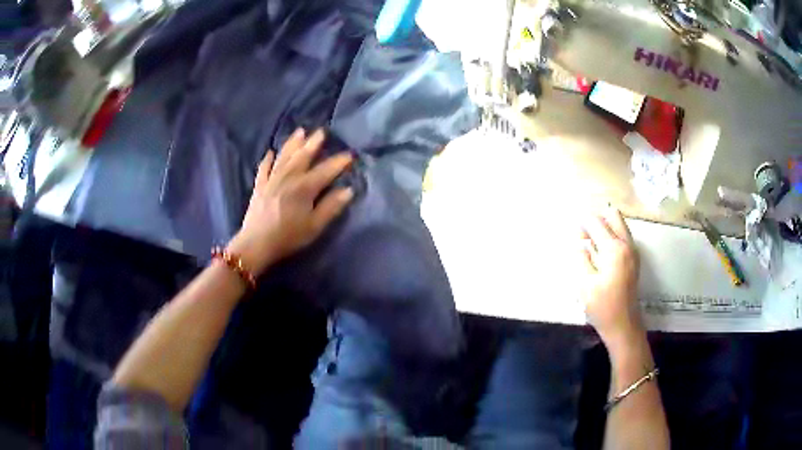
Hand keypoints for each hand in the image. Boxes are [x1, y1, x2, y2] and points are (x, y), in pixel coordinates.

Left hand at [227, 128, 353, 274]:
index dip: (339, 162)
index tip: (350, 154)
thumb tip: (348, 190)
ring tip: (300, 132)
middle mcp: (289, 177)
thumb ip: (331, 207)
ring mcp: (272, 179)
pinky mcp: (260, 186)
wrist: (256, 244)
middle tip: (321, 131)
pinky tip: (270, 152)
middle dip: (314, 143)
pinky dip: (268, 159)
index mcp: (305, 187)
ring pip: (284, 156)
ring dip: (292, 143)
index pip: (326, 170)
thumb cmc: (288, 236)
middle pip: (303, 156)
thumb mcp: (314, 226)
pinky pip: (264, 168)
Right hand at [578, 207, 643, 350]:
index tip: (572, 230)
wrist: (623, 325)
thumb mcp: (584, 284)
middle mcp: (627, 244)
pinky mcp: (634, 258)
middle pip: (612, 215)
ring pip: (619, 224)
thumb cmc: (602, 307)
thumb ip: (580, 257)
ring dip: (604, 226)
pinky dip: (611, 235)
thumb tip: (578, 240)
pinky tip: (601, 251)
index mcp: (614, 249)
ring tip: (590, 243)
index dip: (582, 223)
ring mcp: (633, 250)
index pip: (596, 222)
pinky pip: (623, 235)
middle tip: (583, 235)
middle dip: (596, 219)